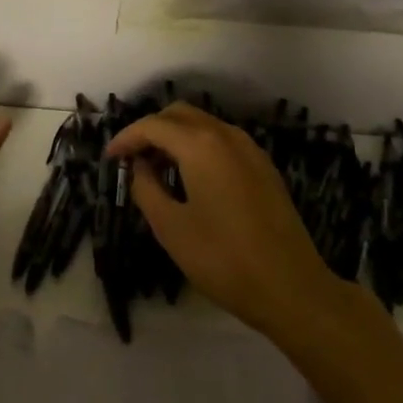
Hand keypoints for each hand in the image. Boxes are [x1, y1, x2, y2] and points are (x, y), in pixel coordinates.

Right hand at [106, 103, 336, 341]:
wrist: (292, 288)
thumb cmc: (224, 259)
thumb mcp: (171, 228)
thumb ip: (147, 189)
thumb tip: (139, 167)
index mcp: (200, 144)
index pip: (153, 125)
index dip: (127, 138)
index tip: (110, 158)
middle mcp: (226, 134)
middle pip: (179, 114)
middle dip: (151, 130)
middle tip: (132, 160)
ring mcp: (249, 148)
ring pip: (203, 124)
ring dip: (175, 137)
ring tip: (158, 169)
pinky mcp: (263, 166)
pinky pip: (222, 140)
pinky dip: (199, 146)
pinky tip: (191, 178)